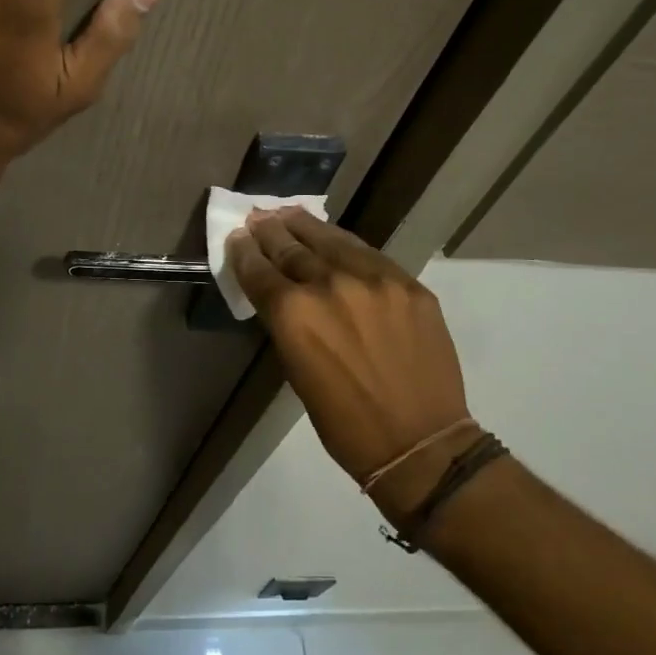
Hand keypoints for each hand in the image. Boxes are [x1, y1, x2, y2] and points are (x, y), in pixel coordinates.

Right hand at [228, 208, 472, 493]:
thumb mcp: (297, 372)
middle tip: (257, 217)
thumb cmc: (344, 423)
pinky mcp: (407, 283)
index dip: (243, 252)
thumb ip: (288, 324)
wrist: (419, 441)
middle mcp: (330, 285)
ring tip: (289, 213)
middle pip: (291, 247)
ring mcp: (374, 280)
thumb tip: (281, 294)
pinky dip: (344, 243)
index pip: (259, 270)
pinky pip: (368, 253)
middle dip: (270, 231)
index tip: (236, 237)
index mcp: (294, 315)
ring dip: (304, 226)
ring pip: (331, 240)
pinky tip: (333, 237)